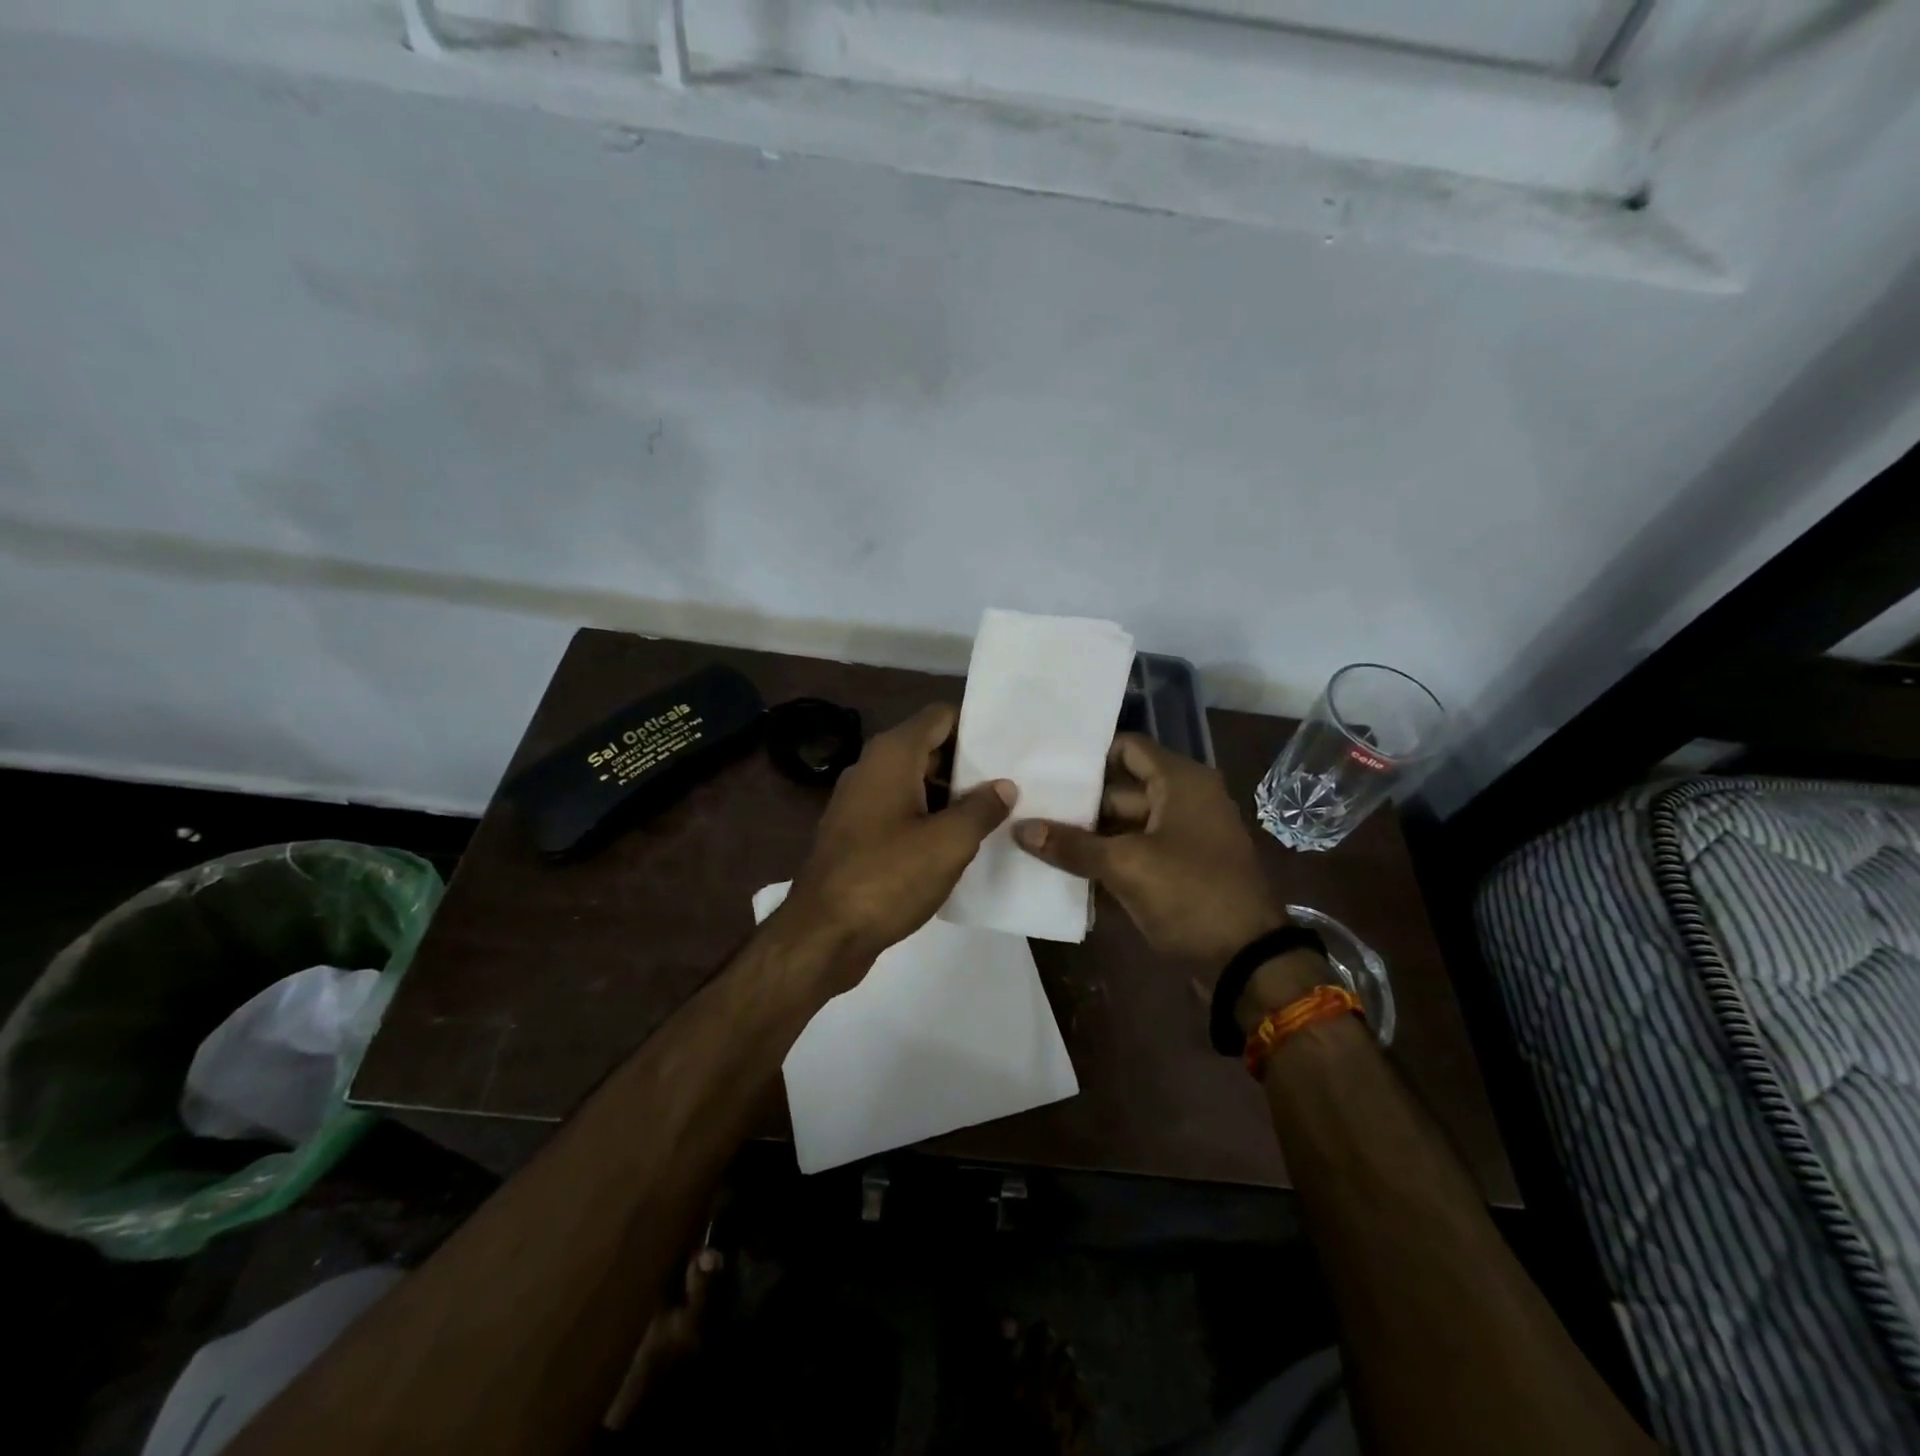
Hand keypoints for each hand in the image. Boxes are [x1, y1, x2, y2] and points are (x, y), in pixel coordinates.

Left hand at [782, 703, 1014, 978]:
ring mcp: (860, 801)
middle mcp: (872, 767)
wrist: (823, 934)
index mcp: (892, 755)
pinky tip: (958, 844)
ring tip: (995, 815)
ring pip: (916, 783)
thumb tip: (1004, 786)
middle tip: (1013, 783)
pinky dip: (929, 819)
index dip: (976, 727)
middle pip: (929, 748)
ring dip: (951, 796)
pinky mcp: (857, 833)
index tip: (1009, 748)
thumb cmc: (889, 877)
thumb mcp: (949, 842)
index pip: (941, 716)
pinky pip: (901, 811)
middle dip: (969, 765)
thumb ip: (982, 808)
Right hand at [1012, 734, 1283, 964]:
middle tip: (1030, 809)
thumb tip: (1019, 828)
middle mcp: (1185, 799)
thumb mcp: (1126, 866)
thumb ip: (1072, 845)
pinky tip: (1067, 868)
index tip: (1047, 770)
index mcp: (1181, 782)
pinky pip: (1137, 850)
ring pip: (1126, 823)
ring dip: (1090, 834)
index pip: (1127, 748)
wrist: (1247, 961)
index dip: (1088, 757)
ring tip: (1038, 838)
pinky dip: (1109, 857)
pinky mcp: (1181, 868)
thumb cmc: (1190, 895)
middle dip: (1079, 803)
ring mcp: (1184, 835)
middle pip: (1122, 788)